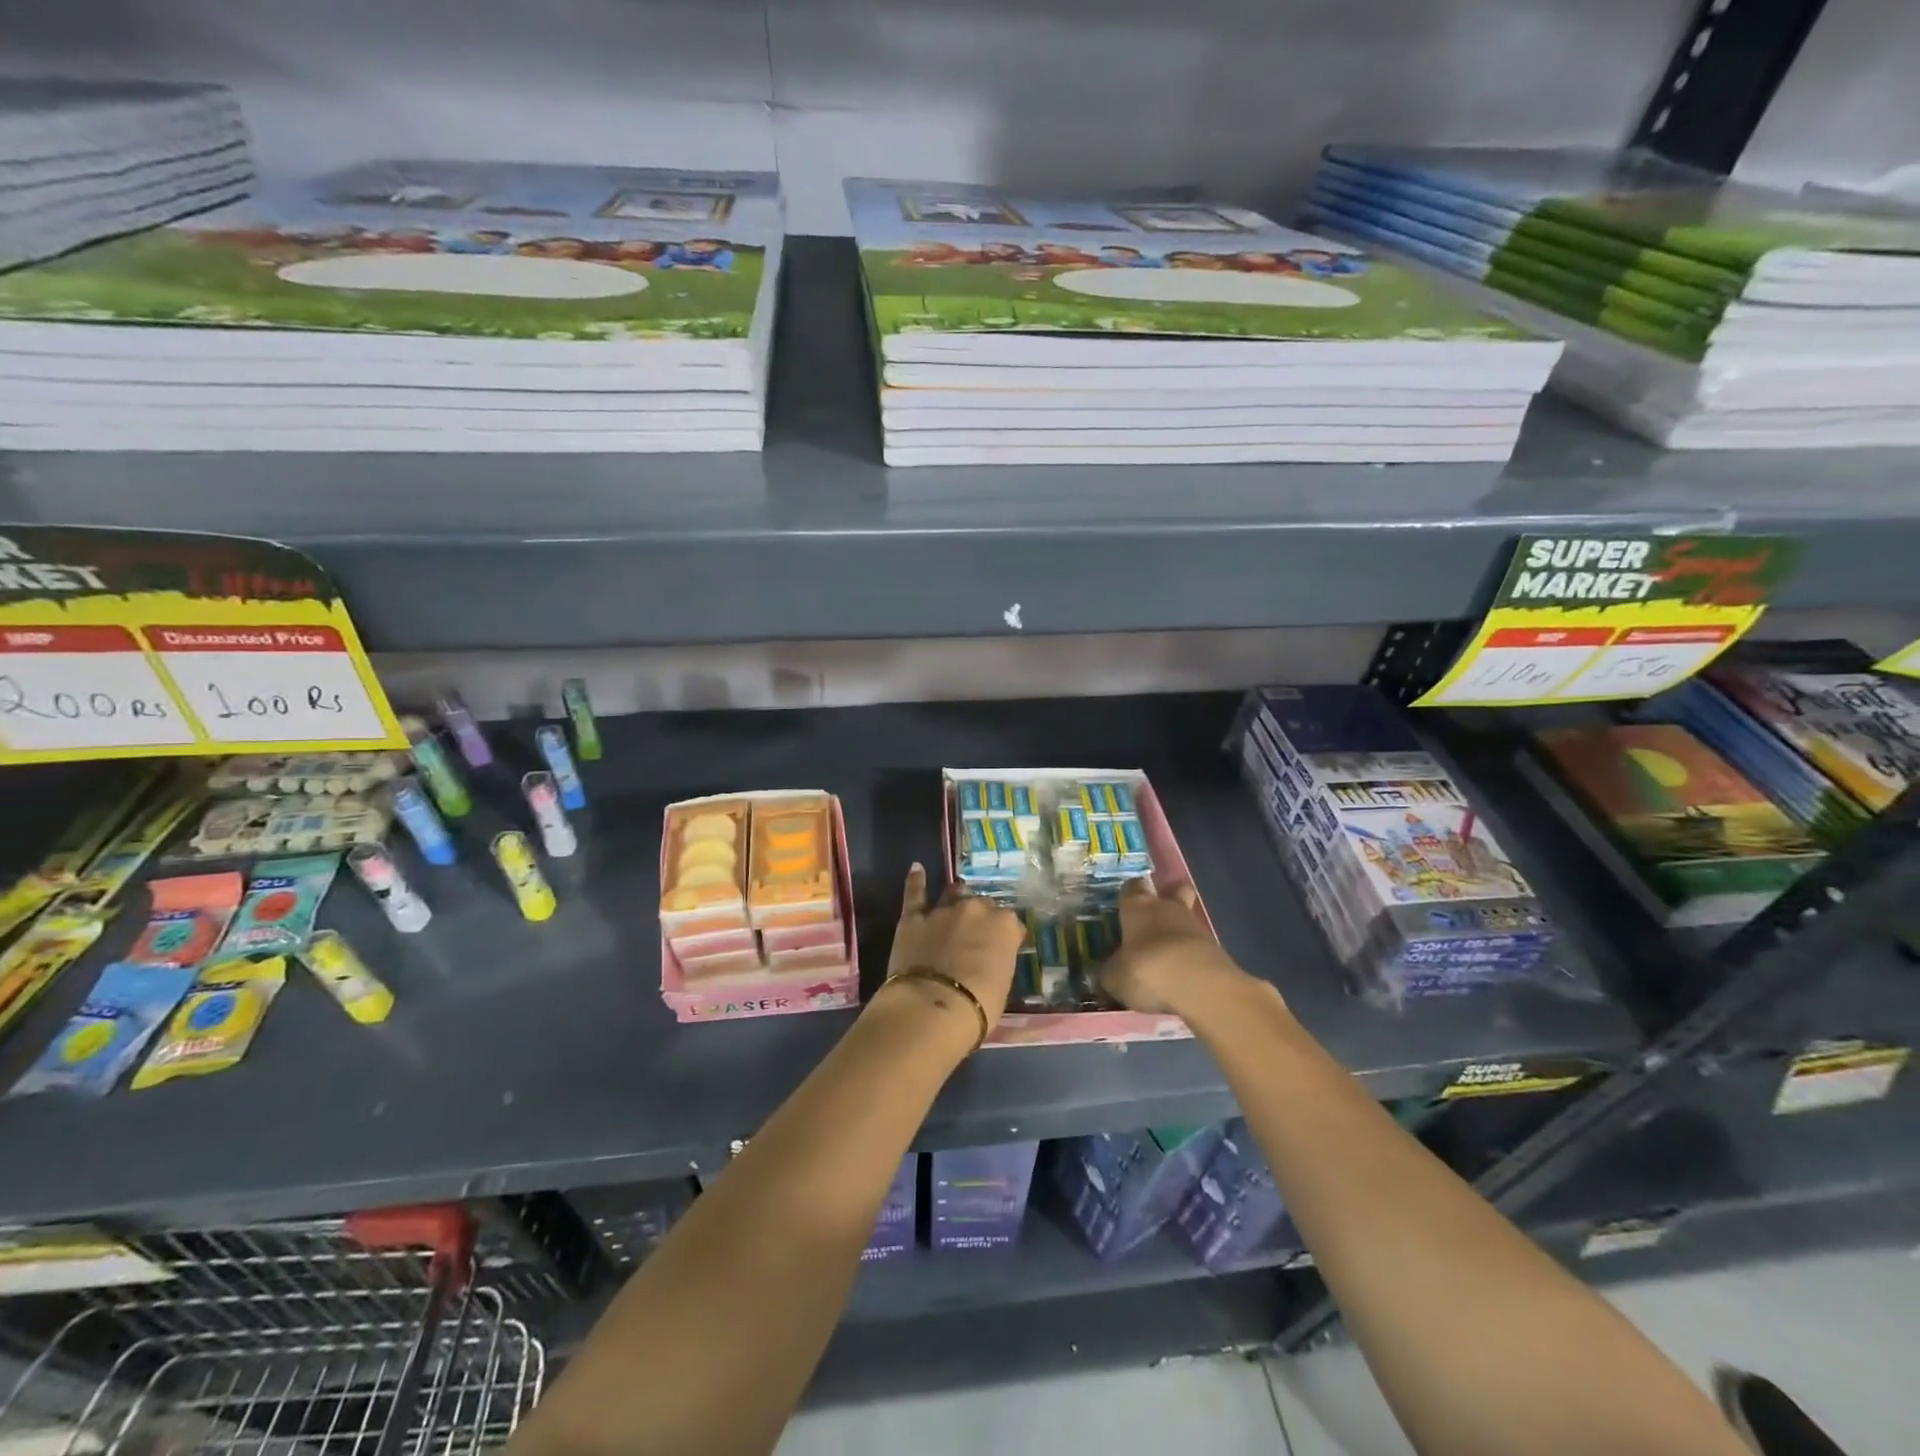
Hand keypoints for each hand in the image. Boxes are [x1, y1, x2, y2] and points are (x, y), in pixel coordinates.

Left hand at [880, 863, 1023, 1044]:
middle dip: (980, 918)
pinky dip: (916, 880)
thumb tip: (989, 958)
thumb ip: (998, 961)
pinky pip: (915, 893)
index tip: (1002, 950)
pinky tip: (916, 868)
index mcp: (1005, 926)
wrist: (933, 1008)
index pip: (1011, 924)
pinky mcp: (914, 917)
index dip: (1005, 938)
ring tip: (954, 906)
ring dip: (956, 900)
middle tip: (975, 938)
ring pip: (953, 894)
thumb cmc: (978, 1006)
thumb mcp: (1003, 985)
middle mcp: (976, 909)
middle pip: (983, 906)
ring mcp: (944, 910)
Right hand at [1100, 877, 1259, 1017]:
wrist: (1200, 986)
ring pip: (1187, 918)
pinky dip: (1192, 956)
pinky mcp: (1217, 948)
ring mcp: (1196, 926)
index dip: (1129, 894)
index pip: (1132, 887)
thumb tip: (1107, 973)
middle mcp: (1167, 908)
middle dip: (1168, 898)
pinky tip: (1184, 976)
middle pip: (1173, 890)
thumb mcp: (1115, 978)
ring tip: (1167, 958)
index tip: (1125, 905)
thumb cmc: (1146, 969)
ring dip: (1180, 932)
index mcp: (1138, 907)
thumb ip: (1111, 972)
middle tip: (1155, 918)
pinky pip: (1199, 945)